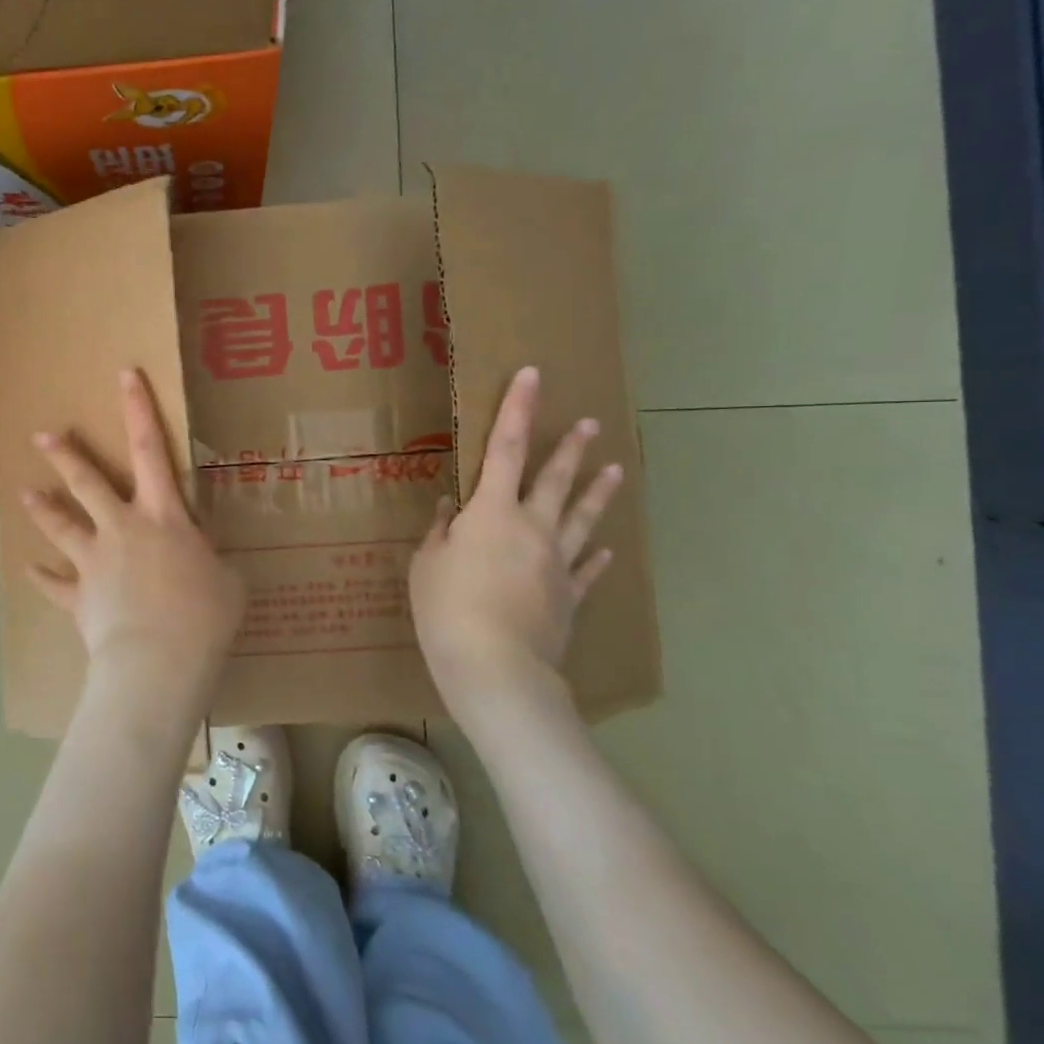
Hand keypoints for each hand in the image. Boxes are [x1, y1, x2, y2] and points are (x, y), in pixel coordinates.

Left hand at [22, 369, 245, 722]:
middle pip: (88, 481)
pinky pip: (56, 584)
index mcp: (163, 516)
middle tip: (43, 435)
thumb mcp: (228, 581)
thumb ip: (210, 561)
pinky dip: (43, 577)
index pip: (150, 449)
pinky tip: (28, 570)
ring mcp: (96, 561)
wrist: (158, 660)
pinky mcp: (80, 597)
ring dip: (43, 508)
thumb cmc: (204, 616)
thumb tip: (203, 563)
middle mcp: (122, 528)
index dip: (138, 409)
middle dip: (66, 454)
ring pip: (62, 525)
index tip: (124, 375)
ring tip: (25, 492)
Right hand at [409, 366, 624, 716]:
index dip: (518, 409)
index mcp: (492, 512)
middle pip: (555, 479)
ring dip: (598, 492)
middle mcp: (532, 527)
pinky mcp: (569, 597)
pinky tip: (608, 546)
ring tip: (615, 469)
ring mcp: (556, 562)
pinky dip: (596, 556)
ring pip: (582, 518)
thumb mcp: (427, 565)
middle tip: (589, 423)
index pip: (505, 448)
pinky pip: (586, 569)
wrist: (495, 667)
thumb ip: (441, 533)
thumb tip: (452, 510)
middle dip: (570, 448)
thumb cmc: (447, 608)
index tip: (532, 375)